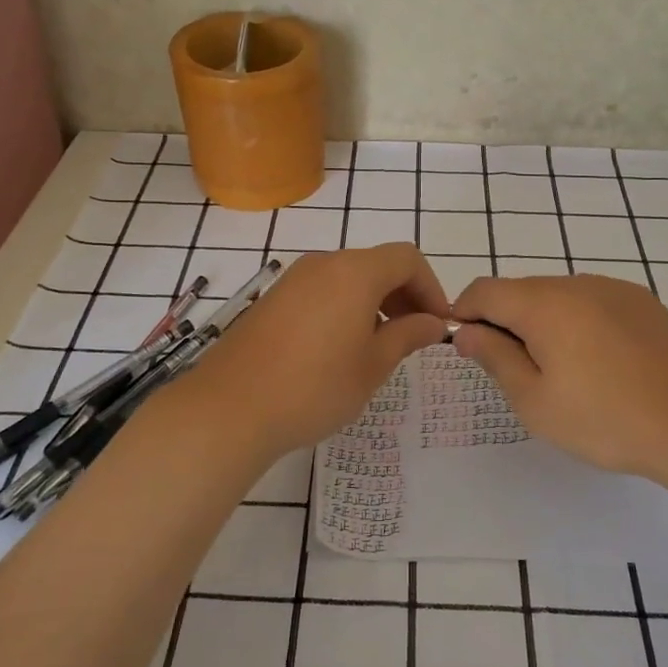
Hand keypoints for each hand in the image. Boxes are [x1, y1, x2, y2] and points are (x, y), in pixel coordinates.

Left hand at [181, 244, 450, 461]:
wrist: (230, 408)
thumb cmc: (314, 387)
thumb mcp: (372, 366)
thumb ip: (408, 336)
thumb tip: (433, 322)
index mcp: (354, 273)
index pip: (406, 259)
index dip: (431, 287)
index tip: (437, 324)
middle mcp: (323, 264)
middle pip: (376, 264)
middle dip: (404, 295)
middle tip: (414, 336)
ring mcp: (293, 280)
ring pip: (347, 278)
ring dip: (373, 302)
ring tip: (378, 346)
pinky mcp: (272, 300)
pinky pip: (321, 291)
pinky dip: (343, 307)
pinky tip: (339, 348)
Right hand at [452, 273, 667, 480]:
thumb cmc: (604, 420)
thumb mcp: (535, 401)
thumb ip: (495, 358)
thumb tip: (467, 331)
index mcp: (544, 305)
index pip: (485, 290)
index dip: (465, 312)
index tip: (467, 346)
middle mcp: (577, 283)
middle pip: (521, 290)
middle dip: (505, 320)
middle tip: (514, 369)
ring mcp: (614, 288)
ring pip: (558, 294)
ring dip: (543, 320)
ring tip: (560, 369)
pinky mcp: (642, 301)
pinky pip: (592, 300)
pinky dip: (578, 320)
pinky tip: (598, 360)